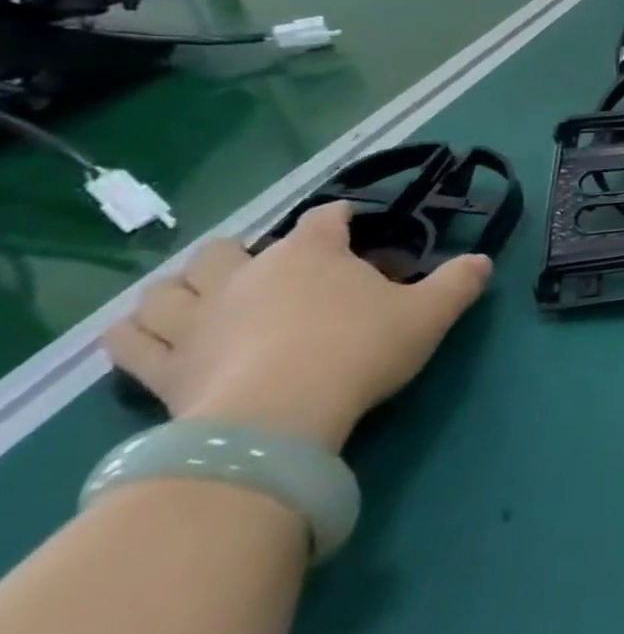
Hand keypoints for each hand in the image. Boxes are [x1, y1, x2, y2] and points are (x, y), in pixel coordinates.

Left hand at [105, 202, 491, 452]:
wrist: (281, 415)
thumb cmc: (360, 349)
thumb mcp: (430, 313)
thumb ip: (459, 282)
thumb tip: (483, 260)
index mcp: (310, 254)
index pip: (324, 218)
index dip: (338, 218)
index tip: (351, 225)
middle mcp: (246, 274)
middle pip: (231, 246)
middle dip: (248, 250)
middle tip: (273, 270)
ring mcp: (196, 319)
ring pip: (170, 286)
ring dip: (185, 285)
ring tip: (205, 295)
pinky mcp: (163, 366)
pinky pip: (130, 340)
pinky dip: (136, 331)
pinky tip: (148, 332)